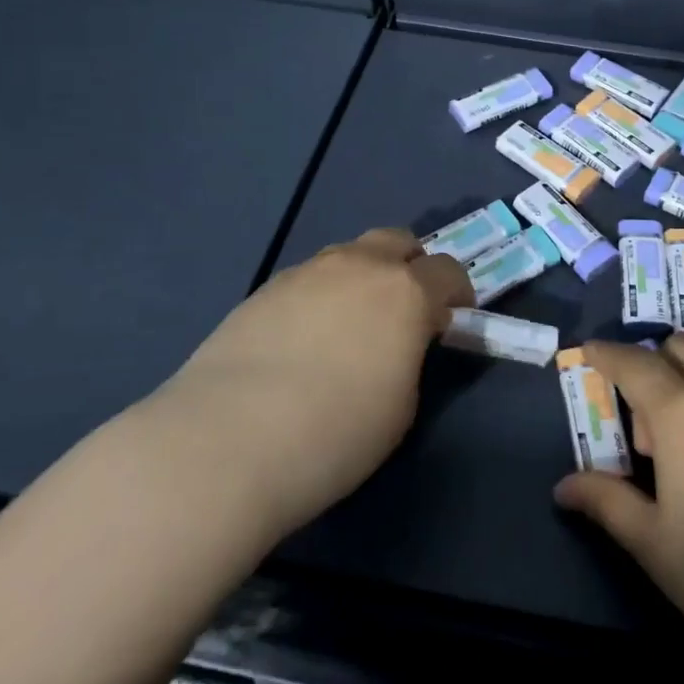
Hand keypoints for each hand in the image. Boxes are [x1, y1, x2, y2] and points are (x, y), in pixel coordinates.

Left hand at [153, 228, 471, 541]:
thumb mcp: (401, 406)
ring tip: (349, 326)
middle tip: (405, 310)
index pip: (449, 271)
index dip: (457, 294)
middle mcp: (360, 266)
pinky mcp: (266, 288)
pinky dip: (322, 295)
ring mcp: (308, 272)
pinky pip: (310, 278)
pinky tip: (303, 339)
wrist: (225, 442)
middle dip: (411, 267)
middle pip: (398, 241)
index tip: (450, 322)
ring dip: (364, 277)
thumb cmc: (334, 434)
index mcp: (406, 292)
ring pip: (350, 254)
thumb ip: (409, 358)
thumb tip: (396, 345)